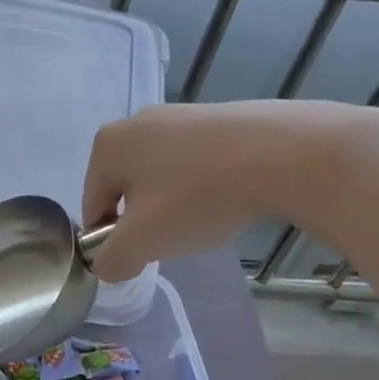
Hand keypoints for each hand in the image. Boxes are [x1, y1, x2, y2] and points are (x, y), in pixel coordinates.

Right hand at [82, 100, 378, 281]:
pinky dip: (203, 185)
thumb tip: (107, 265)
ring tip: (206, 218)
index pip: (93, 207)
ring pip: (161, 177)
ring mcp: (179, 115)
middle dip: (145, 220)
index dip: (112, 241)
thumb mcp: (143, 242)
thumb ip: (112, 260)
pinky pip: (194, 162)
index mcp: (108, 145)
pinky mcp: (218, 117)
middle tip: (176, 238)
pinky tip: (229, 198)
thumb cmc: (197, 196)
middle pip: (126, 190)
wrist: (285, 154)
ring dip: (174, 205)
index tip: (144, 256)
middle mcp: (136, 121)